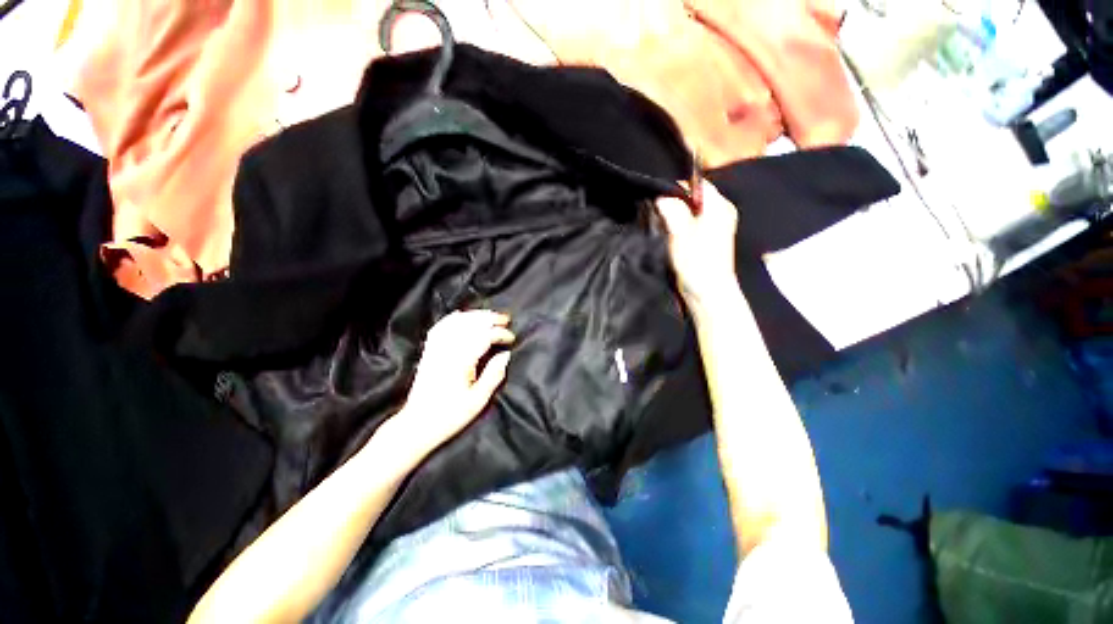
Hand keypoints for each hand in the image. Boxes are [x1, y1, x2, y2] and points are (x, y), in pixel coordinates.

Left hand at [389, 310, 514, 456]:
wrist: (416, 424)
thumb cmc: (449, 416)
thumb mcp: (478, 401)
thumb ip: (493, 375)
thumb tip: (506, 355)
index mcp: (461, 361)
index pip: (484, 336)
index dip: (500, 334)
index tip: (512, 339)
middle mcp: (447, 349)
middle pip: (470, 323)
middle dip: (490, 318)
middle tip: (505, 319)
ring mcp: (435, 348)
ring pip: (456, 321)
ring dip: (475, 315)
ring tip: (490, 316)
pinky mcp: (429, 351)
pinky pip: (440, 327)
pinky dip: (453, 318)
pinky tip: (462, 316)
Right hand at [655, 180, 738, 303]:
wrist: (708, 292)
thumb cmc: (697, 262)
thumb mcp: (681, 233)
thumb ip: (672, 210)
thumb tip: (661, 196)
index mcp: (719, 206)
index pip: (698, 184)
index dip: (677, 187)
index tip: (658, 196)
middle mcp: (720, 212)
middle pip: (694, 197)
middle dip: (674, 203)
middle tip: (657, 212)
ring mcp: (715, 227)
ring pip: (690, 211)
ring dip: (675, 216)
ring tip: (662, 224)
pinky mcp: (707, 239)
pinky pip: (691, 224)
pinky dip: (679, 226)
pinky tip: (670, 235)